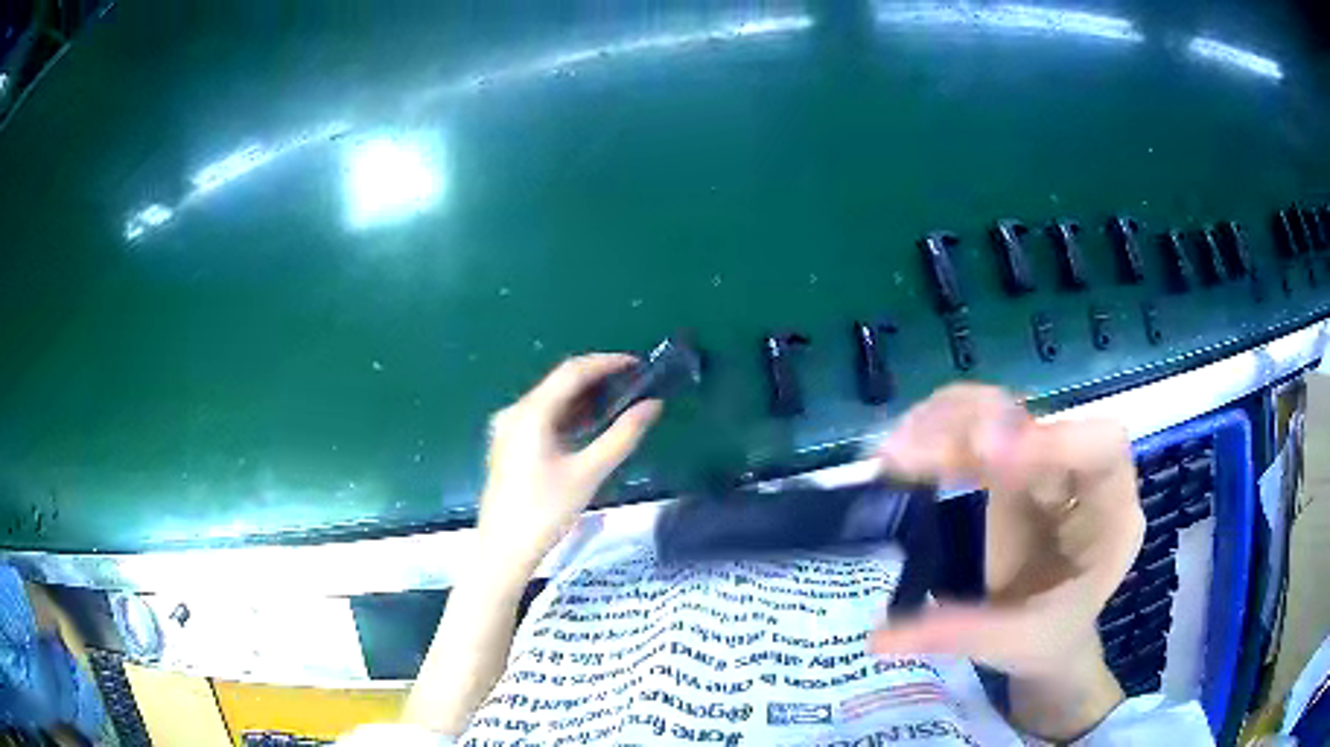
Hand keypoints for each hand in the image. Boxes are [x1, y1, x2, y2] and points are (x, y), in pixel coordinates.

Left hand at [476, 354, 662, 580]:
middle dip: (598, 379)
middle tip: (634, 383)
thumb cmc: (546, 512)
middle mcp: (515, 412)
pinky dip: (569, 416)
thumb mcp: (589, 473)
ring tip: (620, 401)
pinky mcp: (509, 444)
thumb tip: (653, 405)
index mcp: (531, 412)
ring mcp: (508, 428)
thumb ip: (622, 436)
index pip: (572, 371)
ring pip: (551, 400)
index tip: (639, 364)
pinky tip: (590, 425)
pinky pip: (542, 417)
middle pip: (560, 382)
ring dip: (584, 398)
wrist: (504, 549)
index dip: (607, 362)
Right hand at [869, 384, 1143, 681]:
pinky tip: (902, 450)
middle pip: (1041, 419)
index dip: (1053, 439)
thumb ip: (959, 634)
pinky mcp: (1011, 466)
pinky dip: (937, 432)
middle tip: (918, 455)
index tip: (989, 457)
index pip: (1103, 448)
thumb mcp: (1014, 644)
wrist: (1052, 635)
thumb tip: (880, 638)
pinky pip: (976, 429)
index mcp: (1112, 517)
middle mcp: (1081, 476)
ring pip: (1002, 413)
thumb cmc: (1050, 639)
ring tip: (895, 454)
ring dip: (946, 424)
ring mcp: (1044, 465)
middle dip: (979, 428)